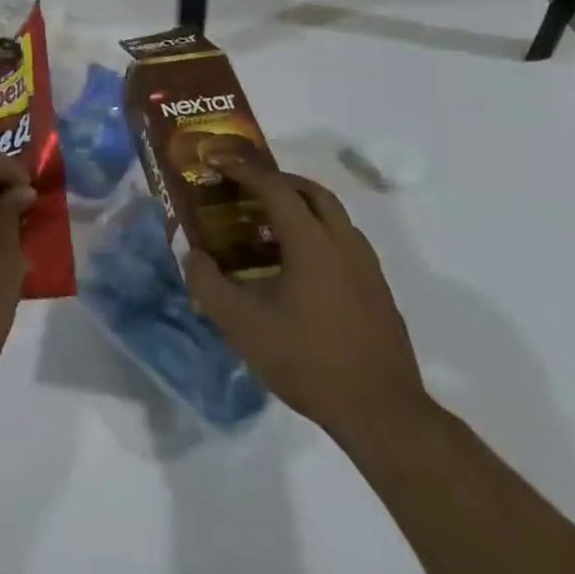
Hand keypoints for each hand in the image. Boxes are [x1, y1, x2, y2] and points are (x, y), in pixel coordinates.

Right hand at [184, 155, 428, 443]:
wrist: (381, 413)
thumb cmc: (307, 360)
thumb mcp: (241, 325)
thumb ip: (208, 284)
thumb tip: (192, 256)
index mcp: (311, 241)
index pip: (274, 187)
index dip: (242, 169)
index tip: (216, 160)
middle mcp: (343, 242)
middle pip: (311, 191)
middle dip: (277, 180)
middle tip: (246, 187)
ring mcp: (366, 267)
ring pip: (333, 216)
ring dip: (300, 207)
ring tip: (267, 227)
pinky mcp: (378, 291)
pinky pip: (343, 242)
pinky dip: (317, 234)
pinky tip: (297, 268)